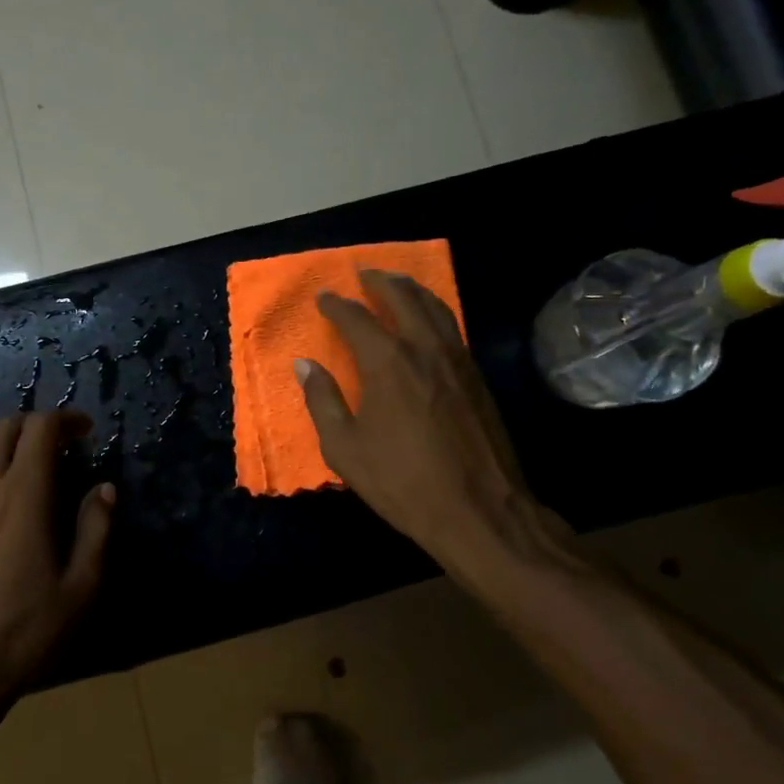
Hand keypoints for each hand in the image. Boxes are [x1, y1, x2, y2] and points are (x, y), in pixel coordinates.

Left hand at [0, 411, 115, 719]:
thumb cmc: (27, 632)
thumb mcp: (81, 587)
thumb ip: (96, 531)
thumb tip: (104, 489)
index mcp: (23, 498)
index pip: (39, 431)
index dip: (65, 420)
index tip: (87, 430)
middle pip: (5, 430)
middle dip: (37, 424)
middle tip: (66, 444)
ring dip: (10, 443)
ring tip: (37, 466)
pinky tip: (8, 499)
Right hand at [297, 270, 582, 585]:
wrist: (479, 509)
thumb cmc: (402, 481)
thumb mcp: (345, 448)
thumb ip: (322, 401)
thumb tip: (304, 365)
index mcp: (387, 362)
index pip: (357, 319)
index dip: (337, 306)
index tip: (324, 297)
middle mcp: (425, 349)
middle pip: (403, 298)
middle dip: (381, 282)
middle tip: (365, 274)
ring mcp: (458, 360)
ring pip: (436, 308)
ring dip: (412, 290)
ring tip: (397, 284)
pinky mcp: (478, 377)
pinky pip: (453, 328)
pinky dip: (435, 313)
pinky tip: (429, 323)